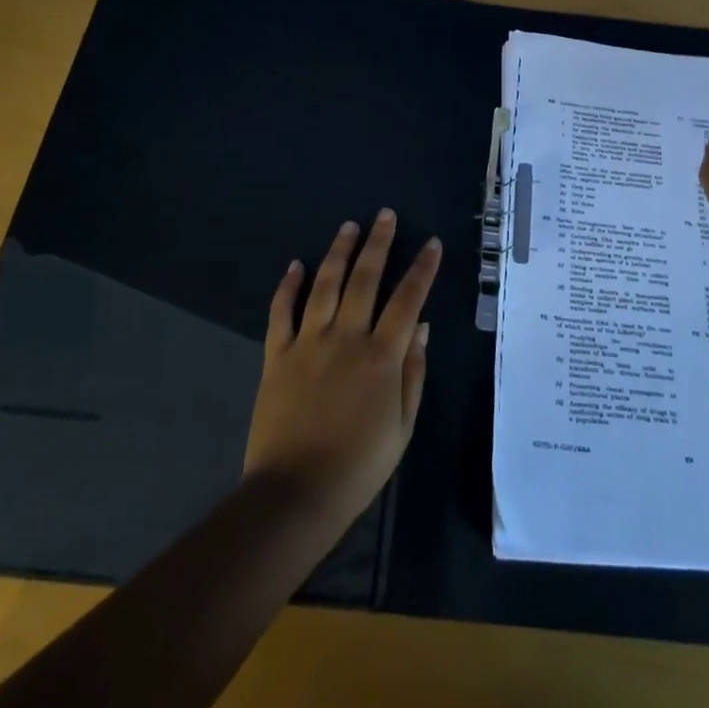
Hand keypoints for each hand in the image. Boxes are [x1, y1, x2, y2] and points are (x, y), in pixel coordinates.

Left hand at [243, 211, 439, 536]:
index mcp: (381, 356)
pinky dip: (288, 286)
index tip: (431, 243)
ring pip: (325, 284)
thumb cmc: (359, 464)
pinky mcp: (277, 355)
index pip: (407, 300)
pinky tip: (295, 264)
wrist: (296, 493)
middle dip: (378, 243)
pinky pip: (281, 312)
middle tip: (384, 215)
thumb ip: (413, 372)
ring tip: (349, 226)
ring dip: (338, 252)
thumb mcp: (402, 425)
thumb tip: (421, 327)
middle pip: (365, 279)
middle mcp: (345, 337)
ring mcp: (308, 342)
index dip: (422, 269)